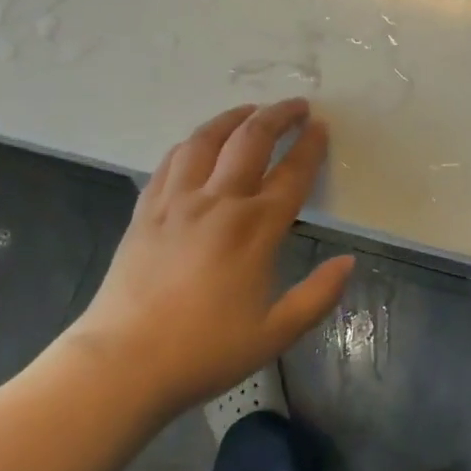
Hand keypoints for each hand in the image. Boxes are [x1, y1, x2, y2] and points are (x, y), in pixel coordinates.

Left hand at [60, 100, 352, 420]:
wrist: (121, 365)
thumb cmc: (204, 351)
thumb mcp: (275, 334)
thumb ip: (318, 296)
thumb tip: (348, 262)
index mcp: (255, 229)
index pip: (292, 173)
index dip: (310, 146)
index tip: (321, 126)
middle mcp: (218, 202)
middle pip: (251, 141)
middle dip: (278, 116)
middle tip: (296, 105)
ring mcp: (177, 202)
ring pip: (207, 140)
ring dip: (233, 118)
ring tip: (250, 109)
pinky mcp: (146, 210)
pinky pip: (172, 160)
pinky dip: (193, 141)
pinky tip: (200, 142)